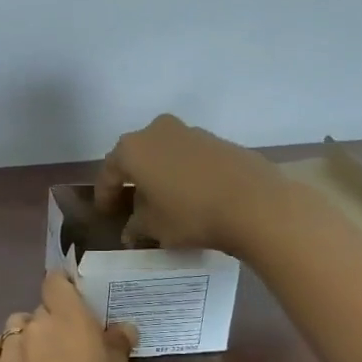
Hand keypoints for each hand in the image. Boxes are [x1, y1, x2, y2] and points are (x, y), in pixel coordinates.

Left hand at [0, 271, 138, 361]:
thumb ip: (116, 349)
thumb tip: (120, 328)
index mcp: (70, 321)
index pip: (56, 282)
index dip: (64, 289)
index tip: (76, 307)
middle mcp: (35, 327)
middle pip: (40, 310)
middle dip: (53, 325)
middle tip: (69, 354)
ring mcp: (6, 350)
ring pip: (15, 329)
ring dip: (27, 339)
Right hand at [96, 114, 283, 255]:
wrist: (256, 204)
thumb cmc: (191, 214)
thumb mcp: (154, 228)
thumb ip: (136, 226)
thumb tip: (131, 230)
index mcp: (132, 149)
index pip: (109, 173)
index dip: (105, 196)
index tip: (106, 215)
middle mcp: (157, 131)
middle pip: (136, 157)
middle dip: (133, 181)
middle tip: (132, 206)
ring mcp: (191, 132)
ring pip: (165, 155)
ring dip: (160, 175)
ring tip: (164, 202)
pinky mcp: (219, 141)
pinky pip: (190, 158)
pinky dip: (184, 174)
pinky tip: (192, 196)